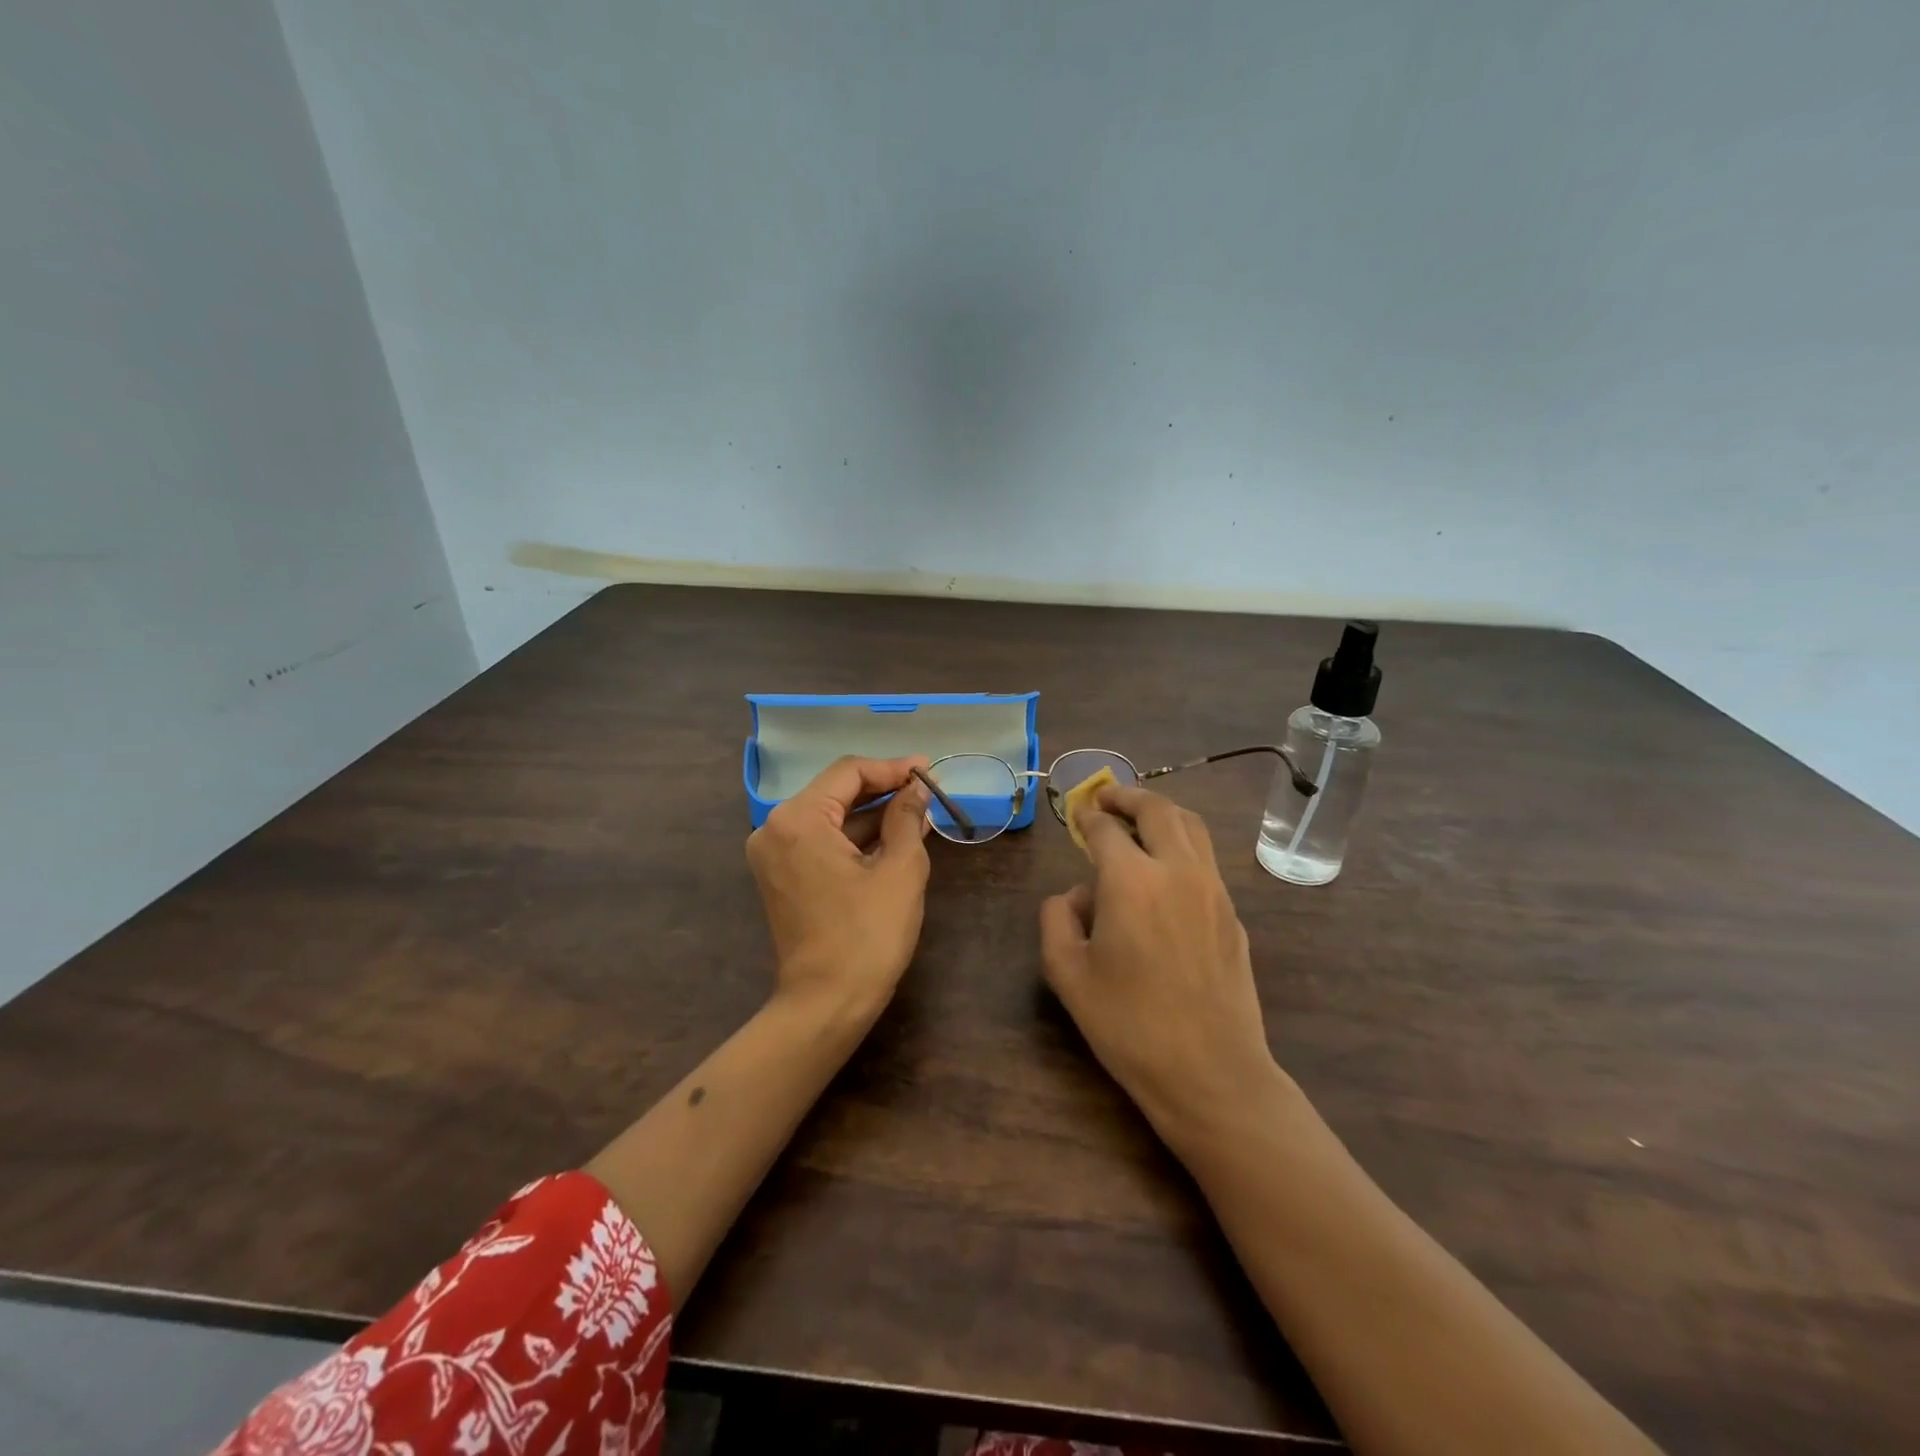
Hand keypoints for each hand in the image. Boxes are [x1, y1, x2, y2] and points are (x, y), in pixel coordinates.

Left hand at [746, 755, 932, 1022]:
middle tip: (925, 789)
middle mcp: (775, 828)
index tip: (928, 770)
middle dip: (882, 789)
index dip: (891, 768)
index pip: (848, 773)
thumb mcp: (899, 869)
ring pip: (829, 816)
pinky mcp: (781, 876)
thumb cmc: (867, 935)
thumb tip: (916, 789)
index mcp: (797, 819)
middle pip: (835, 792)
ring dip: (871, 814)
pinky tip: (892, 835)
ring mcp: (773, 854)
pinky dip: (854, 837)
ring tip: (918, 811)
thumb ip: (907, 817)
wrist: (827, 1004)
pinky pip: (821, 841)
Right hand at [1039, 784, 1284, 1140]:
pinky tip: (1166, 872)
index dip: (1087, 815)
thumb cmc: (1129, 1025)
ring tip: (1139, 820)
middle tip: (1107, 798)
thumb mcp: (1067, 974)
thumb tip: (1075, 895)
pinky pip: (1206, 860)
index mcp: (1132, 880)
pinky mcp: (1233, 915)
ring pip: (1192, 827)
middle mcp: (1178, 870)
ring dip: (1162, 813)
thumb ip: (1056, 919)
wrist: (1211, 1073)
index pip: (1106, 829)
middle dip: (1128, 796)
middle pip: (1157, 809)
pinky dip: (1182, 846)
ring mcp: (1213, 890)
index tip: (1077, 813)